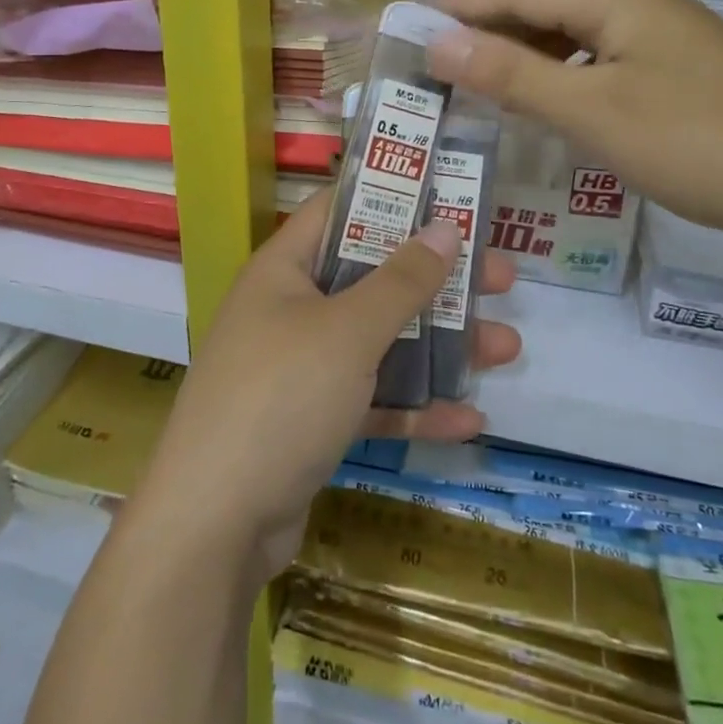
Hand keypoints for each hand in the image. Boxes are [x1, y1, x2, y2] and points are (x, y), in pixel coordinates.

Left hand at [133, 191, 518, 583]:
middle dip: (437, 280)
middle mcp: (291, 310)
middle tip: (501, 277)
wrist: (215, 525)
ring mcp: (301, 368)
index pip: (340, 210)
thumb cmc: (281, 397)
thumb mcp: (348, 331)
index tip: (452, 198)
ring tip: (507, 347)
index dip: (394, 198)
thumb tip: (445, 227)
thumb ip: (401, 281)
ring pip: (380, 342)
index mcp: (285, 269)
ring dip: (440, 346)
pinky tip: (469, 419)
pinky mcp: (312, 422)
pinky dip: (415, 407)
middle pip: (373, 278)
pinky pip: (372, 400)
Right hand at [428, 0, 722, 253]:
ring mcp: (663, 41)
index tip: (408, 23)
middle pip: (545, 6)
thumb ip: (512, 74)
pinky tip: (543, 102)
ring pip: (573, 37)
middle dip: (486, 28)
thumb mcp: (594, 111)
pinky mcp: (677, 75)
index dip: (460, 5)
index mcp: (617, 1)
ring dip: (521, 53)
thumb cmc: (701, 144)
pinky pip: (599, 63)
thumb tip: (437, 40)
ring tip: (473, 79)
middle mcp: (639, 7)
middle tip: (432, 58)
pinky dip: (559, 77)